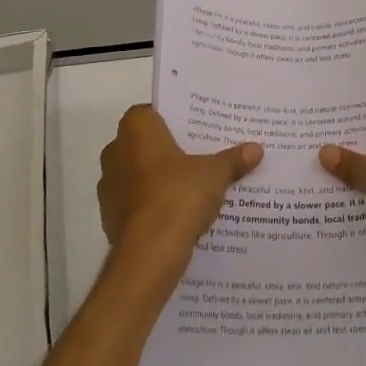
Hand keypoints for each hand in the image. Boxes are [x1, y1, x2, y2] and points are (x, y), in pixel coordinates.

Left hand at [99, 105, 262, 266]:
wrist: (149, 254)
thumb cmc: (178, 196)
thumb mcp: (215, 174)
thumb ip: (233, 160)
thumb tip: (256, 149)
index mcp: (136, 130)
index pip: (150, 112)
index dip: (171, 119)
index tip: (194, 128)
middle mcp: (115, 151)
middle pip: (144, 143)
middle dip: (167, 149)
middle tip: (199, 155)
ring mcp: (109, 186)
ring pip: (138, 174)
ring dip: (158, 179)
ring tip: (192, 186)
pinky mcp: (110, 217)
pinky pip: (136, 202)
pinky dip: (152, 204)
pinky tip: (177, 214)